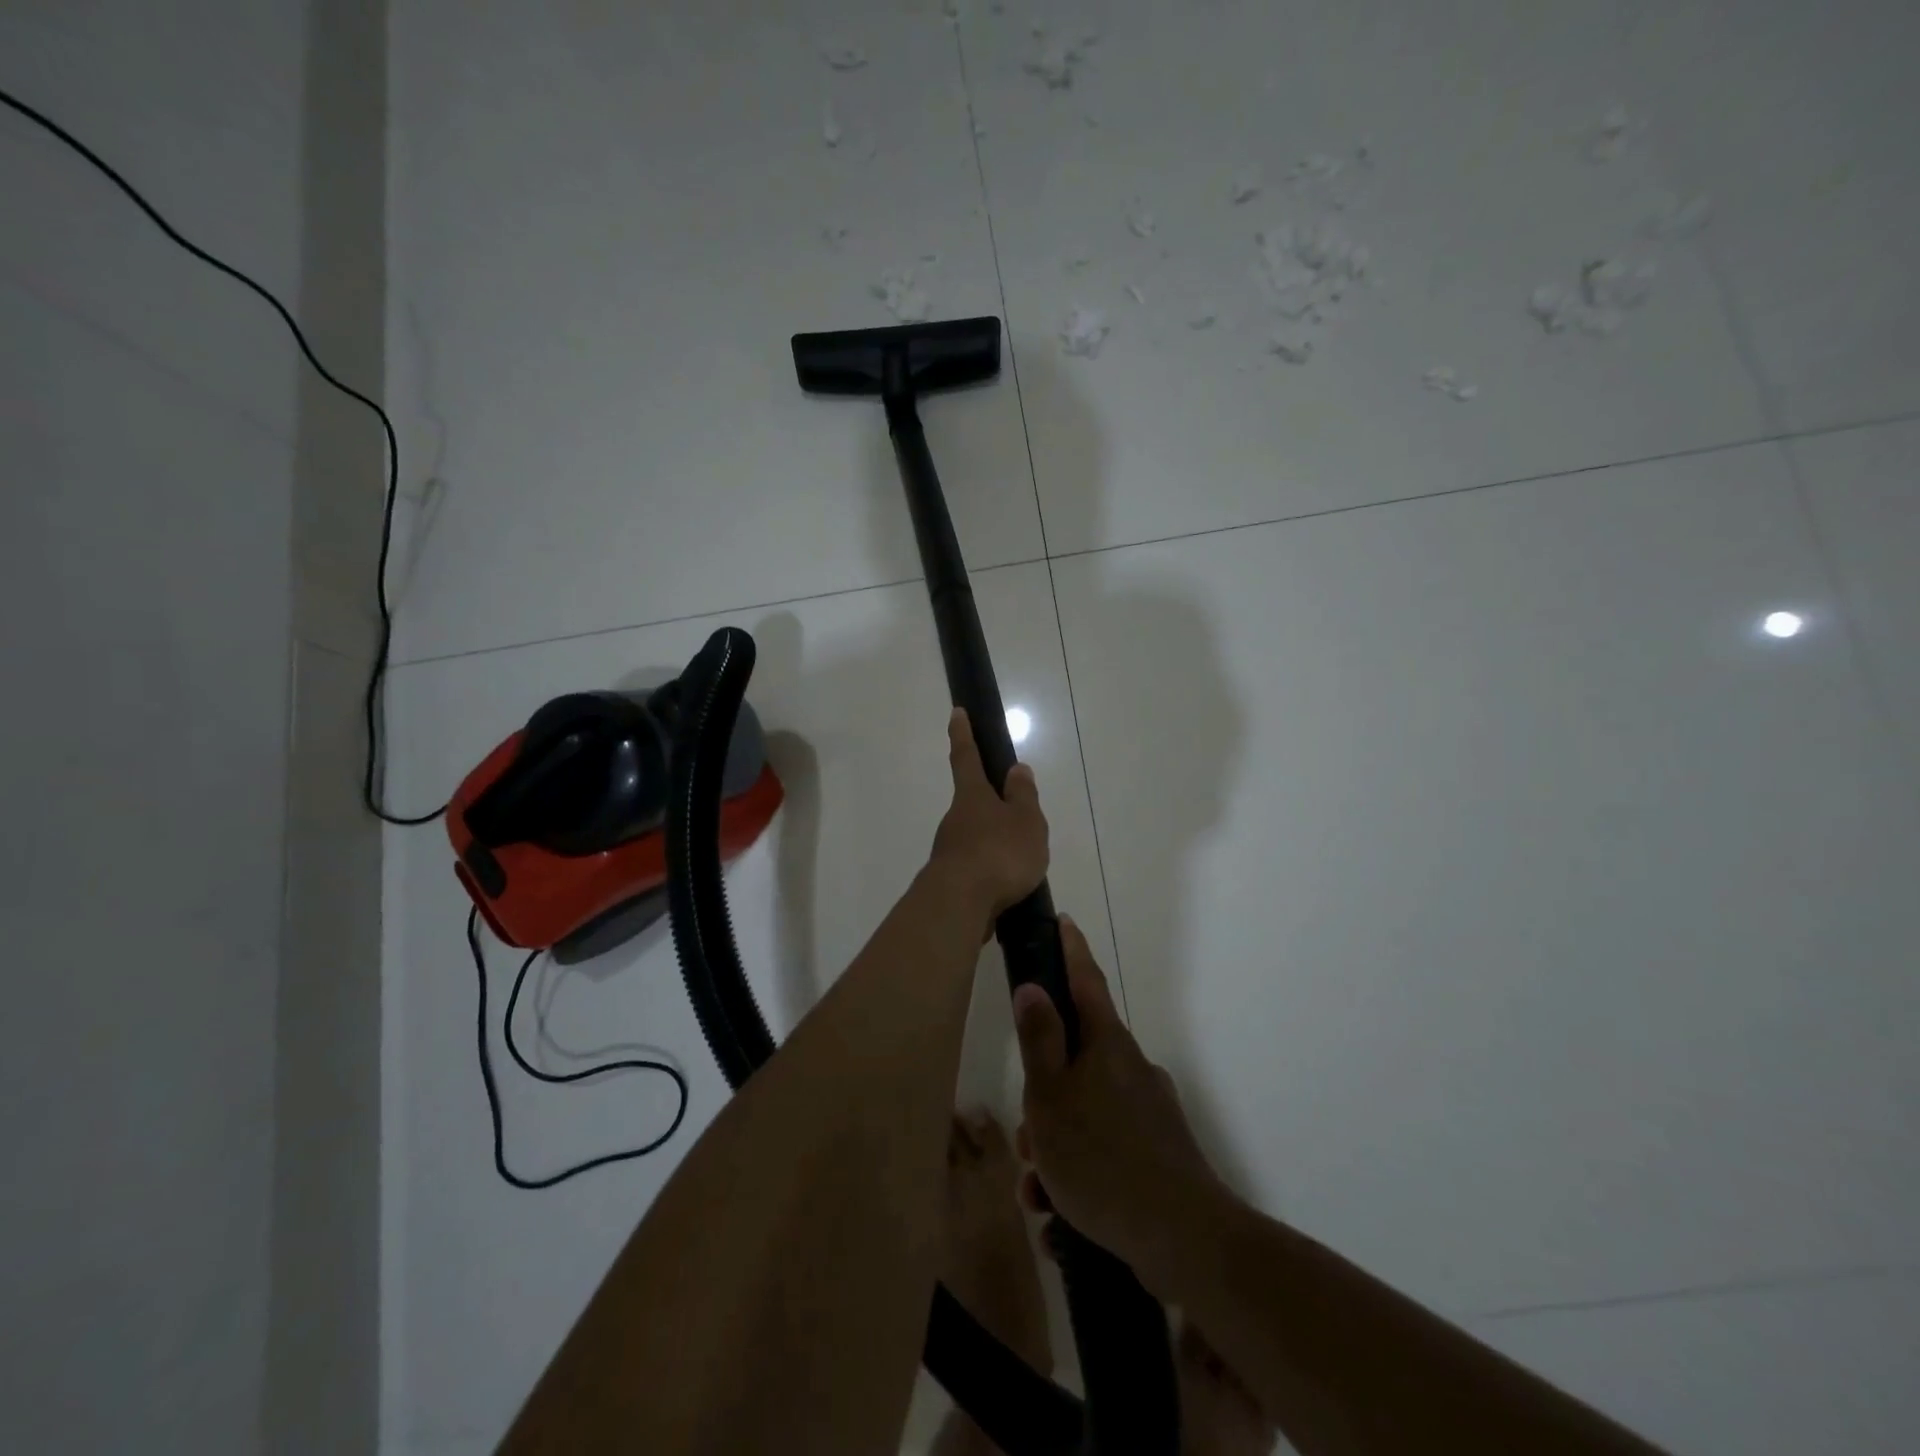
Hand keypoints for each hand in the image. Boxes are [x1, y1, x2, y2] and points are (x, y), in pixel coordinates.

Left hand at [927, 708, 1048, 928]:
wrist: (959, 905)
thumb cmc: (998, 853)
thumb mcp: (1025, 821)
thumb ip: (1023, 797)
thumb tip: (1016, 769)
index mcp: (972, 797)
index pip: (965, 757)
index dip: (963, 734)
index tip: (956, 712)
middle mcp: (955, 819)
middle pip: (973, 803)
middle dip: (992, 806)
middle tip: (1021, 819)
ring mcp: (949, 851)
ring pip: (975, 838)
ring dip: (995, 843)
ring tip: (1024, 863)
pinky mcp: (951, 881)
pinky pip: (976, 868)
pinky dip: (992, 872)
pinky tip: (1008, 888)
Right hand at [1012, 916, 1221, 1284]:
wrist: (1183, 1238)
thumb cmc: (1100, 1156)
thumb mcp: (1050, 1097)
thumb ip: (1039, 1039)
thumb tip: (1034, 987)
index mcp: (1106, 1044)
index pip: (1085, 980)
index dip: (1070, 949)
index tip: (1062, 921)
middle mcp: (1131, 1068)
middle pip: (1076, 1060)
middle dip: (1043, 1095)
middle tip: (1025, 1139)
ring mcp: (1148, 1111)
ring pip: (1086, 1112)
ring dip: (1056, 1146)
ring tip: (1038, 1195)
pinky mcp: (1158, 1154)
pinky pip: (1106, 1150)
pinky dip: (1079, 1175)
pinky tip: (1061, 1219)